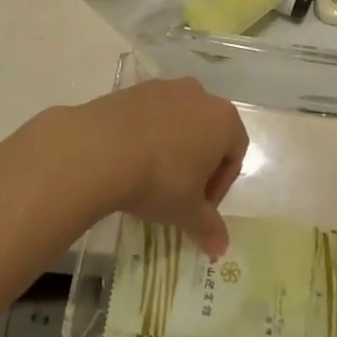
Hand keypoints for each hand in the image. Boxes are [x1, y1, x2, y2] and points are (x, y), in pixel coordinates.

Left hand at [80, 78, 247, 257]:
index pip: (235, 154)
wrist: (102, 148)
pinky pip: (151, 114)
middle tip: (179, 194)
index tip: (200, 207)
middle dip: (198, 163)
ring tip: (151, 176)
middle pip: (208, 133)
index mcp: (223, 120)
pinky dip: (148, 134)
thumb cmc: (159, 178)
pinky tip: (130, 159)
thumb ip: (208, 227)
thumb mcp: (186, 211)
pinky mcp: (135, 89)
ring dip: (172, 147)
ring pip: (179, 121)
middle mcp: (199, 95)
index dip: (220, 185)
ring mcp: (166, 88)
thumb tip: (221, 248)